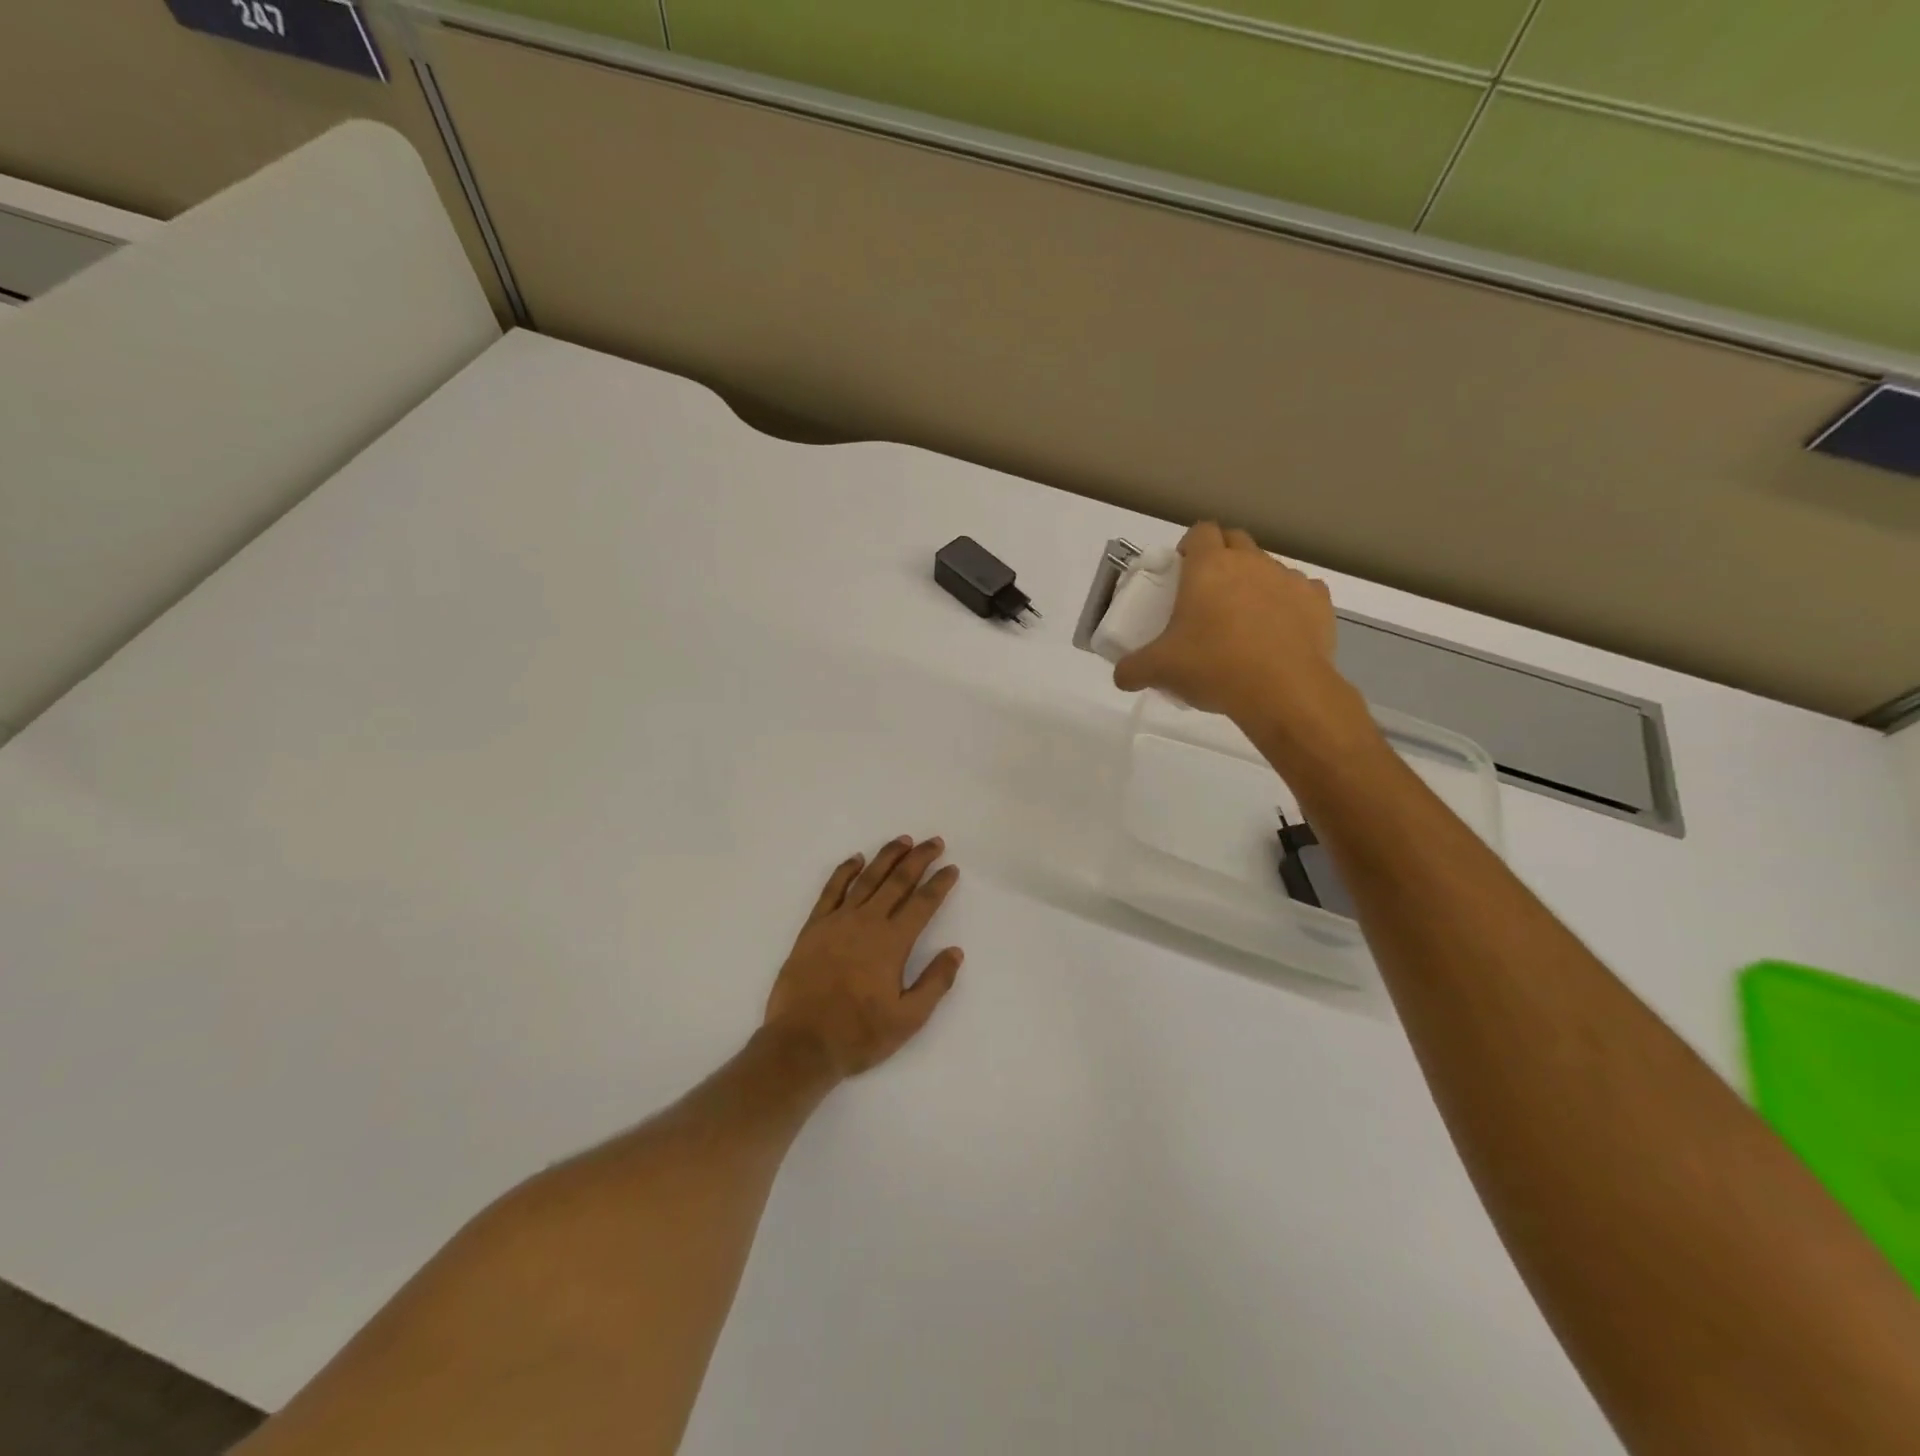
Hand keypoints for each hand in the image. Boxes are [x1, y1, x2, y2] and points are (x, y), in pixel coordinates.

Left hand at [763, 836, 962, 1078]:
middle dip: (919, 858)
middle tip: (934, 842)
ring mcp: (837, 921)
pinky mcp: (814, 927)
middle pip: (898, 881)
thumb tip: (955, 951)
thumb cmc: (859, 1035)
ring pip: (867, 878)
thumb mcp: (908, 1019)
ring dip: (886, 857)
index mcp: (892, 943)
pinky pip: (831, 890)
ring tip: (902, 841)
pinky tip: (855, 859)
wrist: (801, 1044)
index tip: (951, 868)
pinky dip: (844, 871)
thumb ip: (935, 983)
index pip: (923, 903)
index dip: (940, 884)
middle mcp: (867, 922)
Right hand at [1113, 522, 1368, 759]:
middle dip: (1222, 557)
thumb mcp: (1159, 670)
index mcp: (1209, 567)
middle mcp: (1251, 562)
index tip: (1182, 569)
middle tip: (1208, 593)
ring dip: (1255, 583)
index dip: (1190, 546)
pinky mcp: (1319, 602)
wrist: (1283, 691)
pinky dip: (1289, 604)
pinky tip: (1280, 631)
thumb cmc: (1213, 667)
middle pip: (1236, 541)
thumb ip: (1132, 668)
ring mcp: (1289, 579)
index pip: (1200, 531)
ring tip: (1245, 620)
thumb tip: (1121, 676)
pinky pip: (1301, 592)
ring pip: (1269, 567)